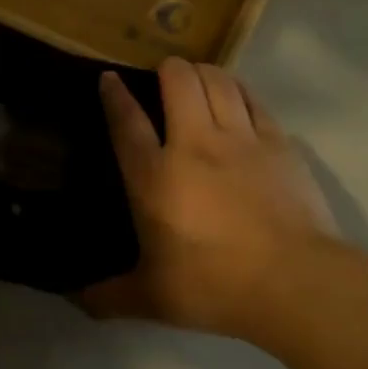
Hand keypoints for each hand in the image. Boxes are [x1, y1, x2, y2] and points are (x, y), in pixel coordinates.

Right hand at [85, 57, 336, 337]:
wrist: (293, 282)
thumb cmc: (214, 286)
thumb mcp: (151, 299)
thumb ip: (108, 296)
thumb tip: (74, 300)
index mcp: (154, 177)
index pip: (127, 121)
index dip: (115, 94)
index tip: (109, 78)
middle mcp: (194, 145)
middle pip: (178, 81)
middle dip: (166, 68)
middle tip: (162, 76)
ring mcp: (240, 139)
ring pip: (218, 81)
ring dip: (202, 72)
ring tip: (196, 78)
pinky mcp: (278, 144)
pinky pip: (254, 100)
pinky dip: (239, 89)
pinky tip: (236, 94)